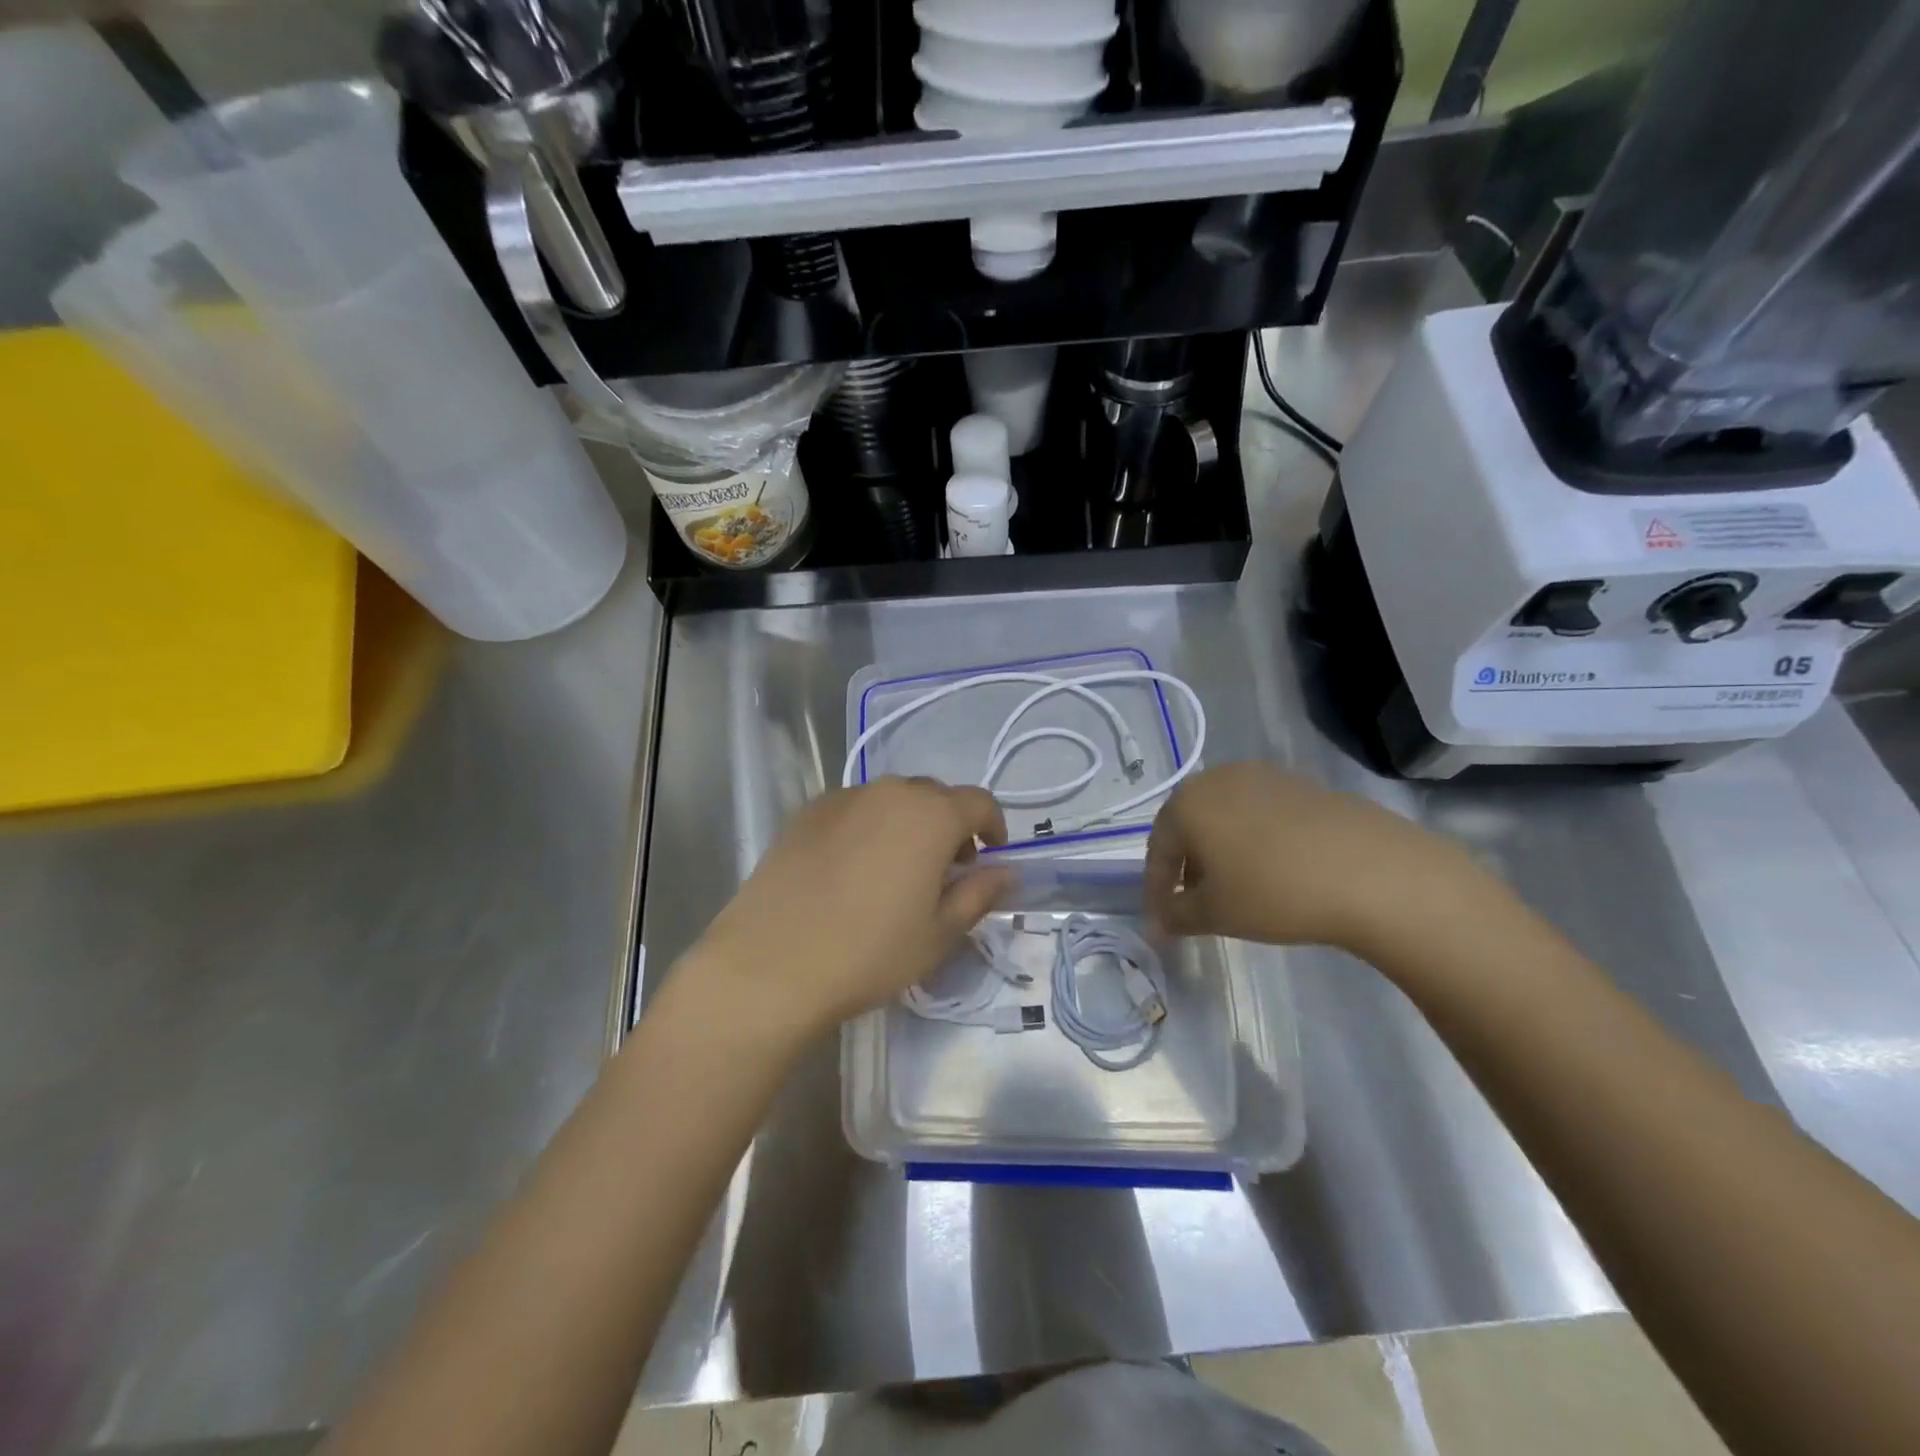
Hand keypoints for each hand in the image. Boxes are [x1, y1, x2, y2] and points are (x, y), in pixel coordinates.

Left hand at [682, 777, 1013, 1041]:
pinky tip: (852, 869)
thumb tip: (1006, 871)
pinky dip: (868, 826)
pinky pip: (854, 809)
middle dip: (950, 825)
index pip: (979, 802)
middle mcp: (889, 792)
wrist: (770, 963)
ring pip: (892, 799)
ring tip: (897, 869)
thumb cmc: (869, 952)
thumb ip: (979, 894)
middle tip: (946, 870)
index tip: (990, 856)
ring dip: (908, 823)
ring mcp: (843, 798)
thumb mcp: (939, 933)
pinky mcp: (807, 813)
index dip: (994, 826)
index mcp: (931, 815)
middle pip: (935, 795)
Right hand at [1144, 762, 1493, 955]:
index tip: (1162, 924)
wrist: (1372, 871)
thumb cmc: (1274, 891)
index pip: (1158, 850)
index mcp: (1186, 803)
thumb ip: (1176, 916)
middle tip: (1193, 902)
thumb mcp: (1215, 914)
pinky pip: (1260, 813)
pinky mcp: (1301, 784)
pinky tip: (1273, 870)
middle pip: (1188, 825)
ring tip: (1235, 888)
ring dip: (1219, 850)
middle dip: (1186, 865)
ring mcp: (1263, 776)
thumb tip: (1157, 925)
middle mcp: (1217, 779)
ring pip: (1225, 816)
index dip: (1156, 890)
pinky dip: (1254, 840)